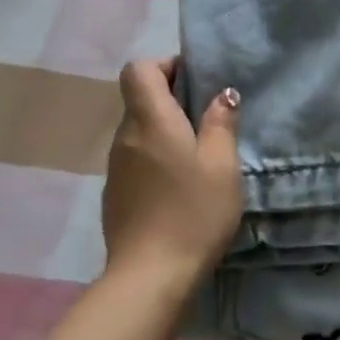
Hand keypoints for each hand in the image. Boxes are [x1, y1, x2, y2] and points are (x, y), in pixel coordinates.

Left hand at [102, 58, 242, 287]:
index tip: (196, 79)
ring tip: (201, 150)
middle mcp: (125, 137)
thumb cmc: (194, 212)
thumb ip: (221, 123)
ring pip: (139, 129)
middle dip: (172, 96)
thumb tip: (222, 94)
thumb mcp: (221, 164)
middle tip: (210, 115)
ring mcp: (116, 167)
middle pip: (139, 98)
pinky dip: (158, 154)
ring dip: (166, 128)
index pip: (139, 70)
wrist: (150, 275)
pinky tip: (182, 182)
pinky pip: (137, 157)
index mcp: (151, 122)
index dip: (165, 64)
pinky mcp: (117, 193)